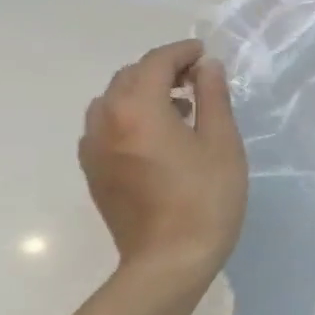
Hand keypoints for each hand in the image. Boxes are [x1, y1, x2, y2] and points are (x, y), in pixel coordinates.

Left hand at [79, 39, 247, 280]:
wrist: (169, 261)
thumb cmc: (205, 198)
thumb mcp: (221, 142)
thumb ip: (212, 97)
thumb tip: (207, 66)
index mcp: (137, 109)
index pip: (155, 63)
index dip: (181, 52)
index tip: (204, 53)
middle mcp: (105, 121)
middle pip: (128, 78)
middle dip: (161, 70)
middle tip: (197, 79)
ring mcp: (93, 149)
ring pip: (113, 102)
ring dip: (143, 93)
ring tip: (179, 107)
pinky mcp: (94, 172)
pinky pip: (106, 127)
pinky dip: (129, 117)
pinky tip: (158, 136)